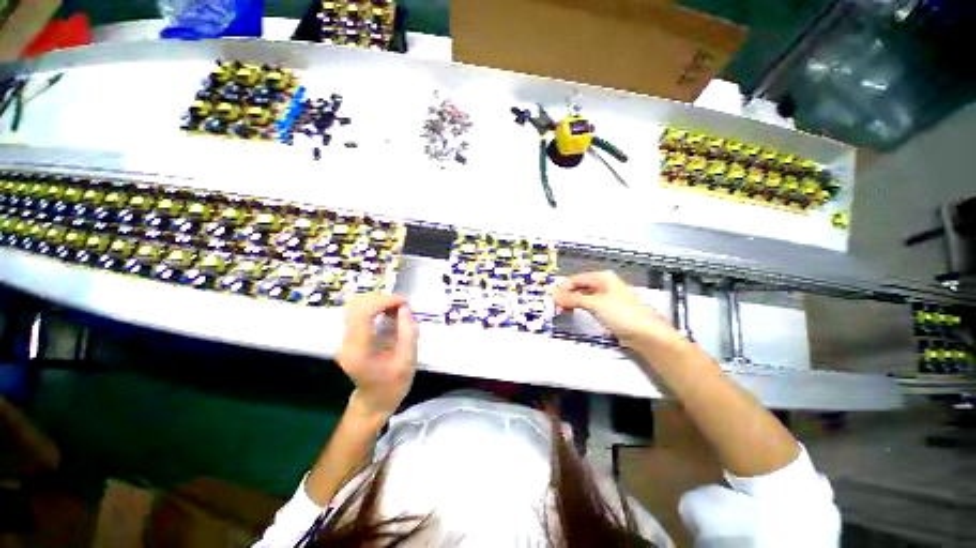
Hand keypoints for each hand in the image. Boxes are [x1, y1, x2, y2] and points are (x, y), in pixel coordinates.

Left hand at [337, 294, 417, 418]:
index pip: (363, 314)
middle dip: (382, 299)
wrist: (374, 401)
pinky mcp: (349, 336)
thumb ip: (408, 334)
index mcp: (359, 351)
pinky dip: (375, 307)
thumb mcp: (408, 362)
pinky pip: (359, 312)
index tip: (404, 302)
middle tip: (403, 304)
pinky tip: (390, 312)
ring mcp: (345, 339)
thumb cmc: (393, 385)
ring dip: (378, 301)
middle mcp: (346, 342)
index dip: (384, 301)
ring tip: (398, 307)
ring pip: (355, 306)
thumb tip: (404, 308)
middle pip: (356, 305)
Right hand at [554, 271, 680, 348]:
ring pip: (583, 296)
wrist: (647, 335)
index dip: (562, 287)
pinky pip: (588, 305)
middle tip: (555, 307)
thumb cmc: (621, 314)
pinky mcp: (608, 310)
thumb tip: (553, 293)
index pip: (576, 279)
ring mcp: (606, 297)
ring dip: (571, 302)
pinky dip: (579, 308)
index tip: (550, 298)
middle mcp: (603, 284)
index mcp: (602, 277)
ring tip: (561, 311)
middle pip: (579, 287)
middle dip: (566, 295)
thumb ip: (573, 298)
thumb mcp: (595, 304)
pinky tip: (572, 313)